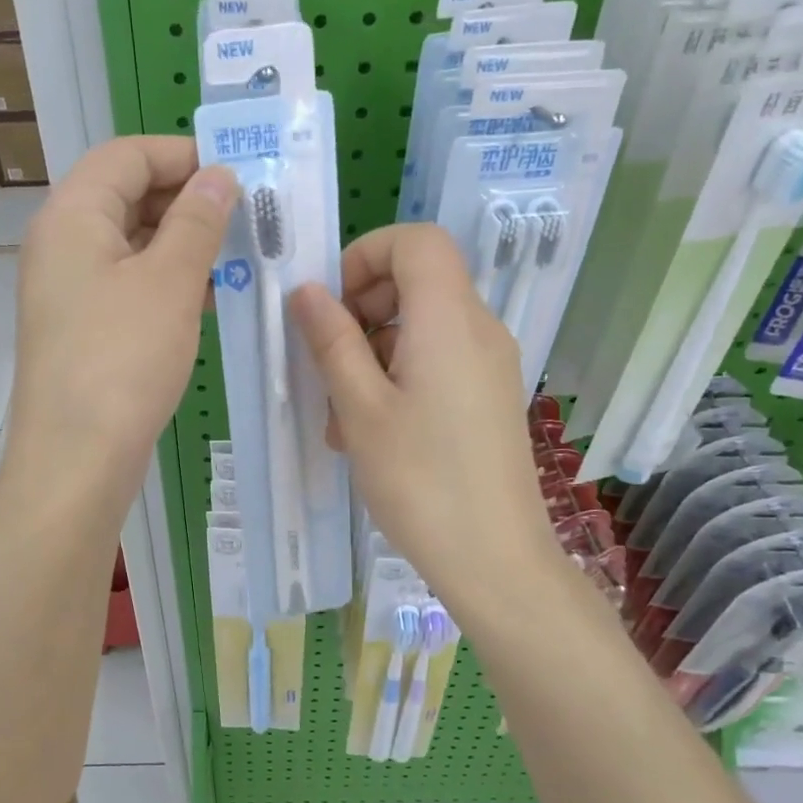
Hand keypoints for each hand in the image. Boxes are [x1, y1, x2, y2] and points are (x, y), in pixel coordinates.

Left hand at [8, 137, 238, 500]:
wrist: (76, 458)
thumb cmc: (123, 358)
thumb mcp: (170, 281)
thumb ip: (197, 220)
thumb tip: (219, 175)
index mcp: (72, 215)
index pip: (126, 155)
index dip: (181, 154)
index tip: (236, 172)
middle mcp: (61, 244)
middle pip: (126, 196)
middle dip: (187, 200)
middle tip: (246, 216)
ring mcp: (69, 289)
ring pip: (132, 244)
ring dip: (183, 243)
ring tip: (239, 255)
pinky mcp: (82, 328)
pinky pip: (129, 284)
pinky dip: (168, 281)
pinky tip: (211, 297)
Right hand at [290, 224, 558, 611]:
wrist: (496, 561)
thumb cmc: (420, 481)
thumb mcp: (360, 408)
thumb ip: (332, 341)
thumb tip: (306, 291)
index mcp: (449, 320)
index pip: (416, 241)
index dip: (366, 255)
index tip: (331, 304)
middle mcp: (479, 329)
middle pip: (417, 281)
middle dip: (362, 310)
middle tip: (327, 363)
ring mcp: (489, 364)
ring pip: (421, 327)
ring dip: (373, 352)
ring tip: (341, 414)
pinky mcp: (489, 396)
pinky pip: (438, 360)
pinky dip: (398, 376)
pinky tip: (371, 431)